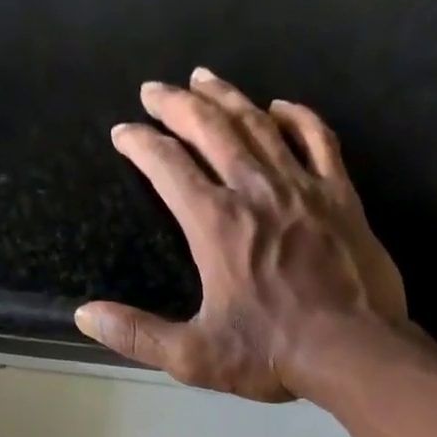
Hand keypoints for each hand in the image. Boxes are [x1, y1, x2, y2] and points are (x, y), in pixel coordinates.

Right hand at [75, 68, 408, 401]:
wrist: (351, 350)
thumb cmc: (271, 354)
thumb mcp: (195, 356)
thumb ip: (139, 335)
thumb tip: (86, 317)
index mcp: (215, 225)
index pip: (168, 167)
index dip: (140, 144)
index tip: (123, 132)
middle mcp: (255, 190)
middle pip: (210, 129)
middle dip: (177, 105)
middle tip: (156, 90)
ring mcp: (302, 187)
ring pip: (259, 124)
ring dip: (227, 97)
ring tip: (204, 80)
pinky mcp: (340, 196)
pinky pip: (317, 138)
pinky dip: (296, 117)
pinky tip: (280, 107)